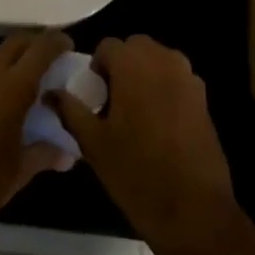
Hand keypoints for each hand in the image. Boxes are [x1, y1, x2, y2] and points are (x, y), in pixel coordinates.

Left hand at [0, 31, 73, 227]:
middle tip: (50, 59)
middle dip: (35, 44)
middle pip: (16, 42)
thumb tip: (67, 154)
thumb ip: (47, 152)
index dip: (57, 42)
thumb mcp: (22, 169)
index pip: (40, 49)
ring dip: (13, 58)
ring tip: (26, 79)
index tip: (69, 45)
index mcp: (12, 88)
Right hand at [46, 35, 239, 254]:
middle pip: (136, 47)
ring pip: (159, 60)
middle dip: (122, 64)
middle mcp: (164, 61)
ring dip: (144, 73)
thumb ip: (70, 110)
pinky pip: (177, 79)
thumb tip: (50, 93)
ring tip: (135, 112)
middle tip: (112, 100)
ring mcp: (188, 78)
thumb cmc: (136, 172)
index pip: (108, 46)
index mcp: (134, 65)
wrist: (193, 208)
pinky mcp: (204, 98)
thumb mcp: (93, 143)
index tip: (94, 95)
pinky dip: (164, 88)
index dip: (96, 66)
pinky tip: (159, 124)